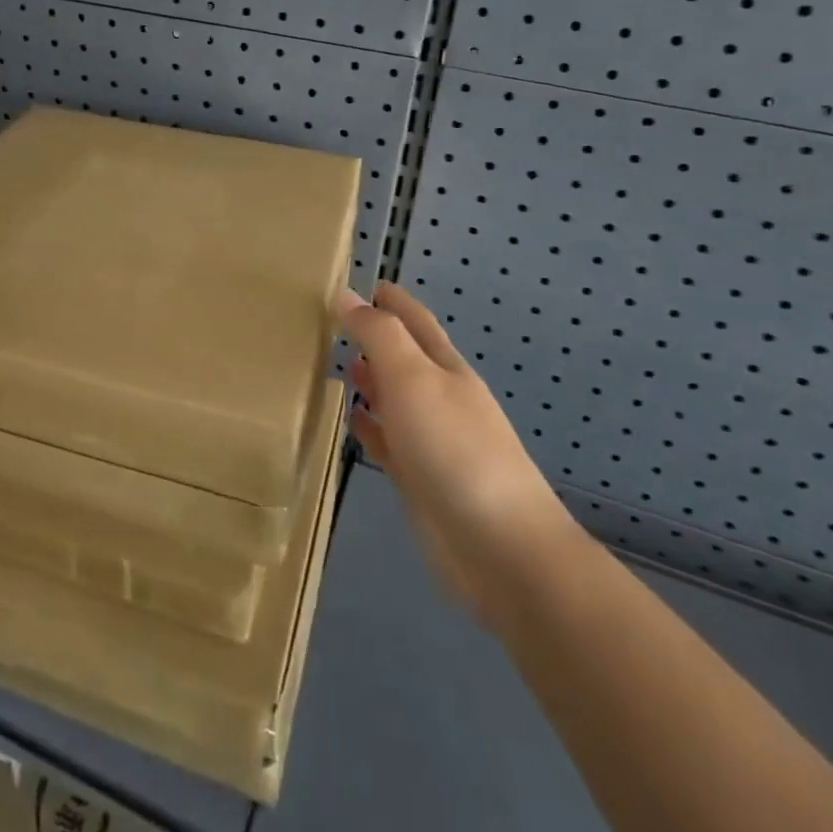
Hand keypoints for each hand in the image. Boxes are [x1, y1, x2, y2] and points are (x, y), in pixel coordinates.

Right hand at [339, 282, 580, 610]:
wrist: (500, 549)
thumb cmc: (455, 450)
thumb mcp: (413, 378)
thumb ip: (378, 335)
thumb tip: (346, 296)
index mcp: (445, 368)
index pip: (415, 321)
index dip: (391, 300)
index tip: (360, 282)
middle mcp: (440, 399)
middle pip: (404, 358)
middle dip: (375, 337)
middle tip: (332, 323)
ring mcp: (432, 441)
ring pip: (395, 398)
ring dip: (370, 379)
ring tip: (335, 364)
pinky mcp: (420, 479)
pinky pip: (389, 440)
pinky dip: (370, 425)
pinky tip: (351, 420)